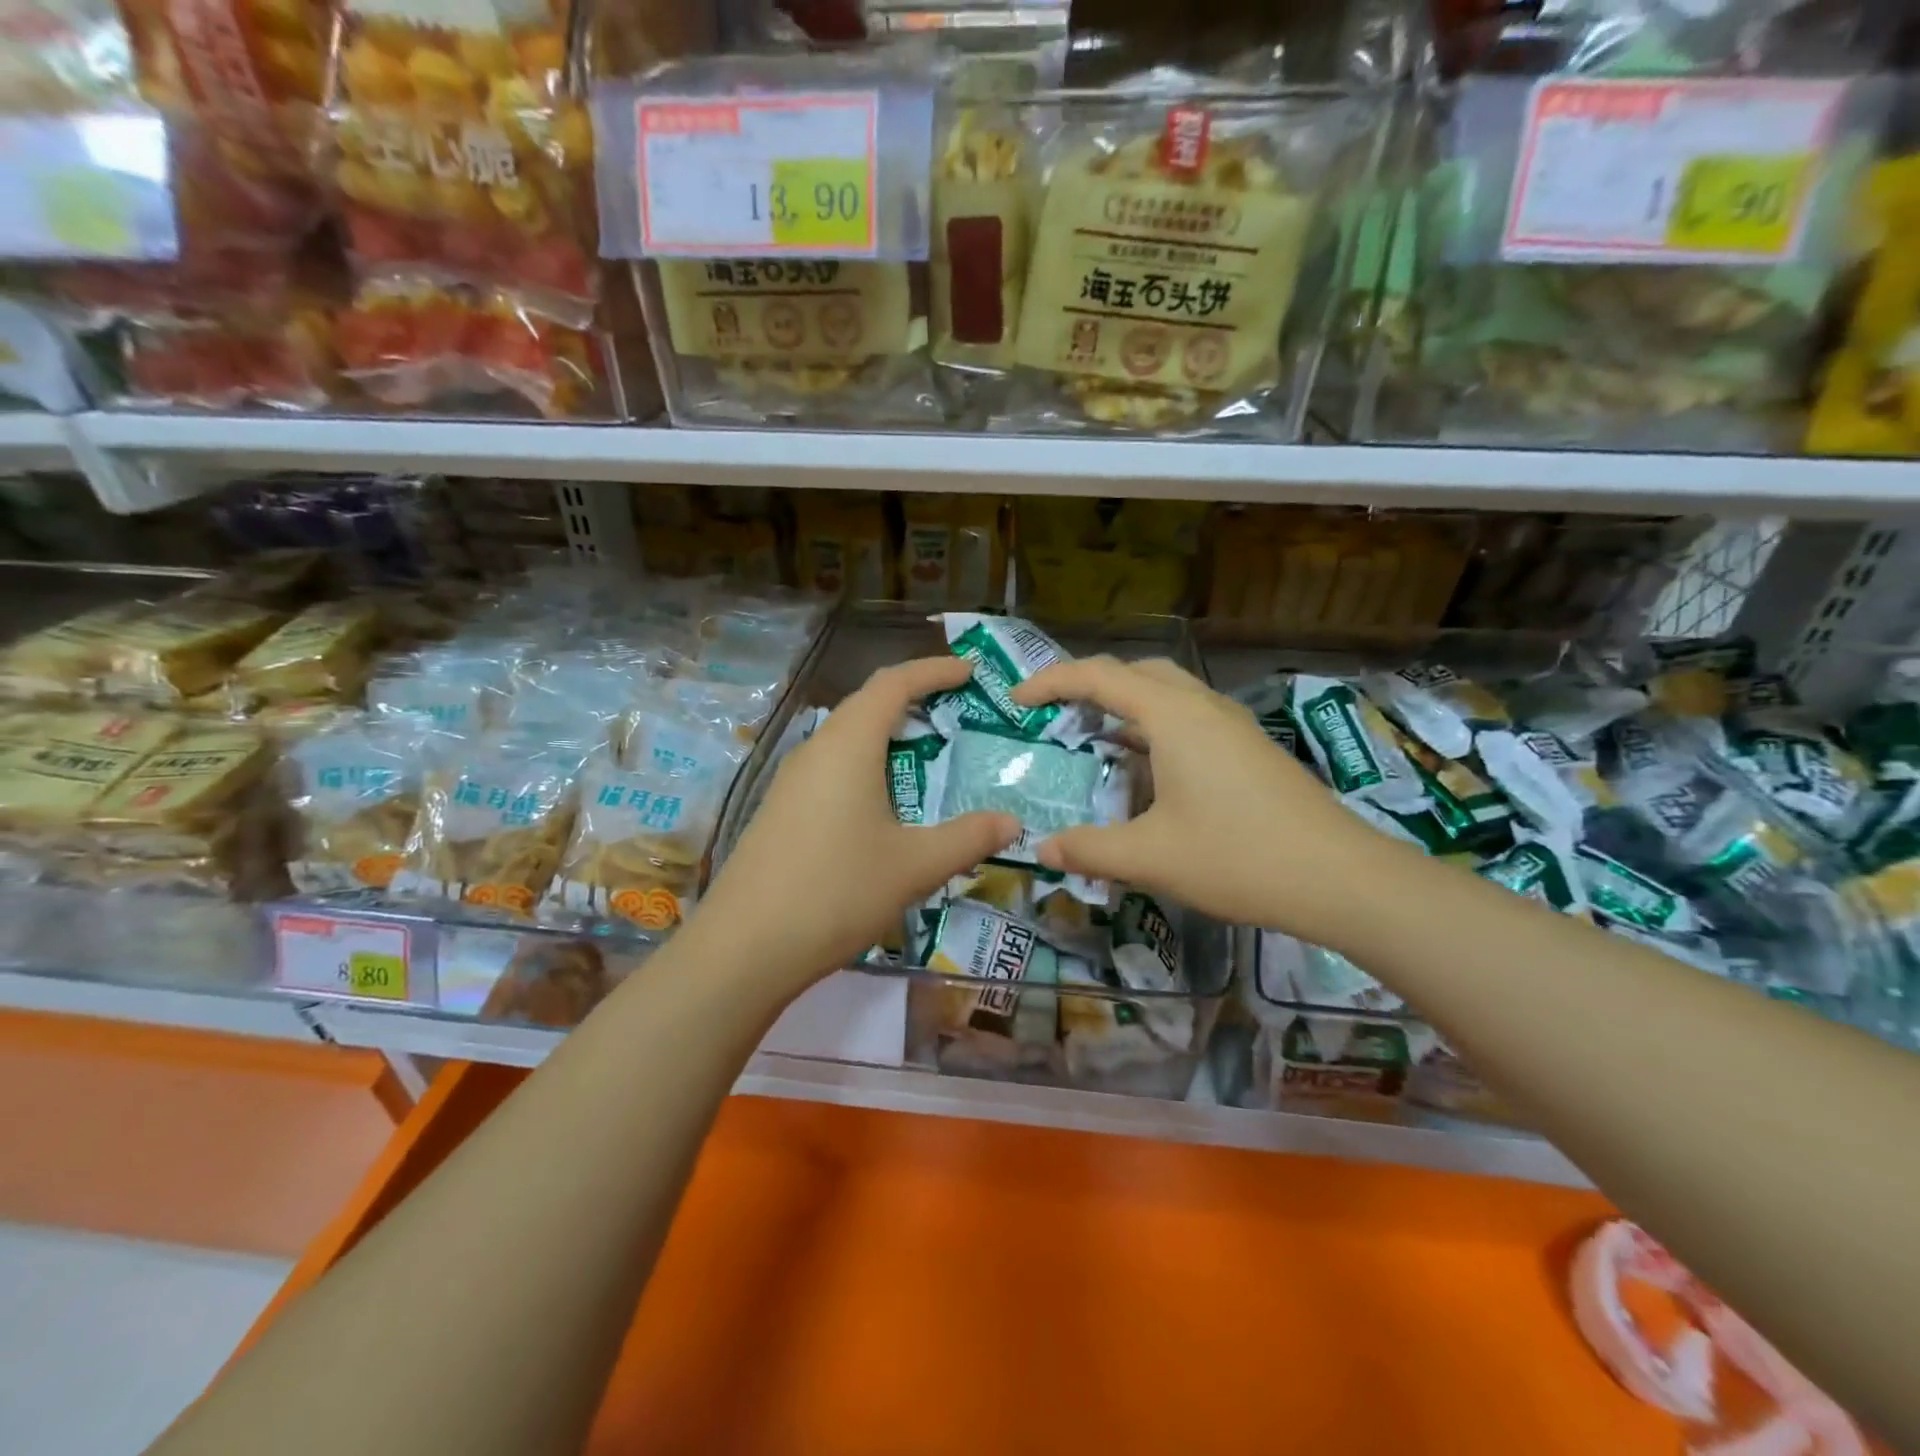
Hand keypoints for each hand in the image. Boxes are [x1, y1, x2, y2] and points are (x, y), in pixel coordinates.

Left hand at [687, 656, 1018, 993]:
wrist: (745, 947)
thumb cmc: (837, 891)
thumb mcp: (914, 865)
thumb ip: (968, 838)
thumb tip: (1011, 822)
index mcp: (849, 745)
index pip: (893, 683)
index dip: (933, 670)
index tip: (969, 672)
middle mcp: (816, 750)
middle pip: (867, 704)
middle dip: (913, 700)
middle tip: (957, 713)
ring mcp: (792, 780)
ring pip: (846, 738)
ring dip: (887, 736)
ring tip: (926, 756)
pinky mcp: (781, 809)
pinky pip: (831, 768)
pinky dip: (866, 766)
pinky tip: (882, 804)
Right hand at [1011, 656, 1403, 944]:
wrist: (1340, 877)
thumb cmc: (1237, 856)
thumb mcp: (1150, 856)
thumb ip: (1089, 849)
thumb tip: (1042, 849)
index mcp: (1172, 716)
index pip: (1098, 677)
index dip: (1051, 682)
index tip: (1017, 702)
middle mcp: (1202, 706)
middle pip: (1136, 672)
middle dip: (1089, 685)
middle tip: (1057, 715)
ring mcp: (1232, 726)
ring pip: (1168, 693)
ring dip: (1126, 705)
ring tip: (1095, 738)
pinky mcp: (1249, 749)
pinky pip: (1189, 718)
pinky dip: (1154, 727)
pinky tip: (1147, 768)